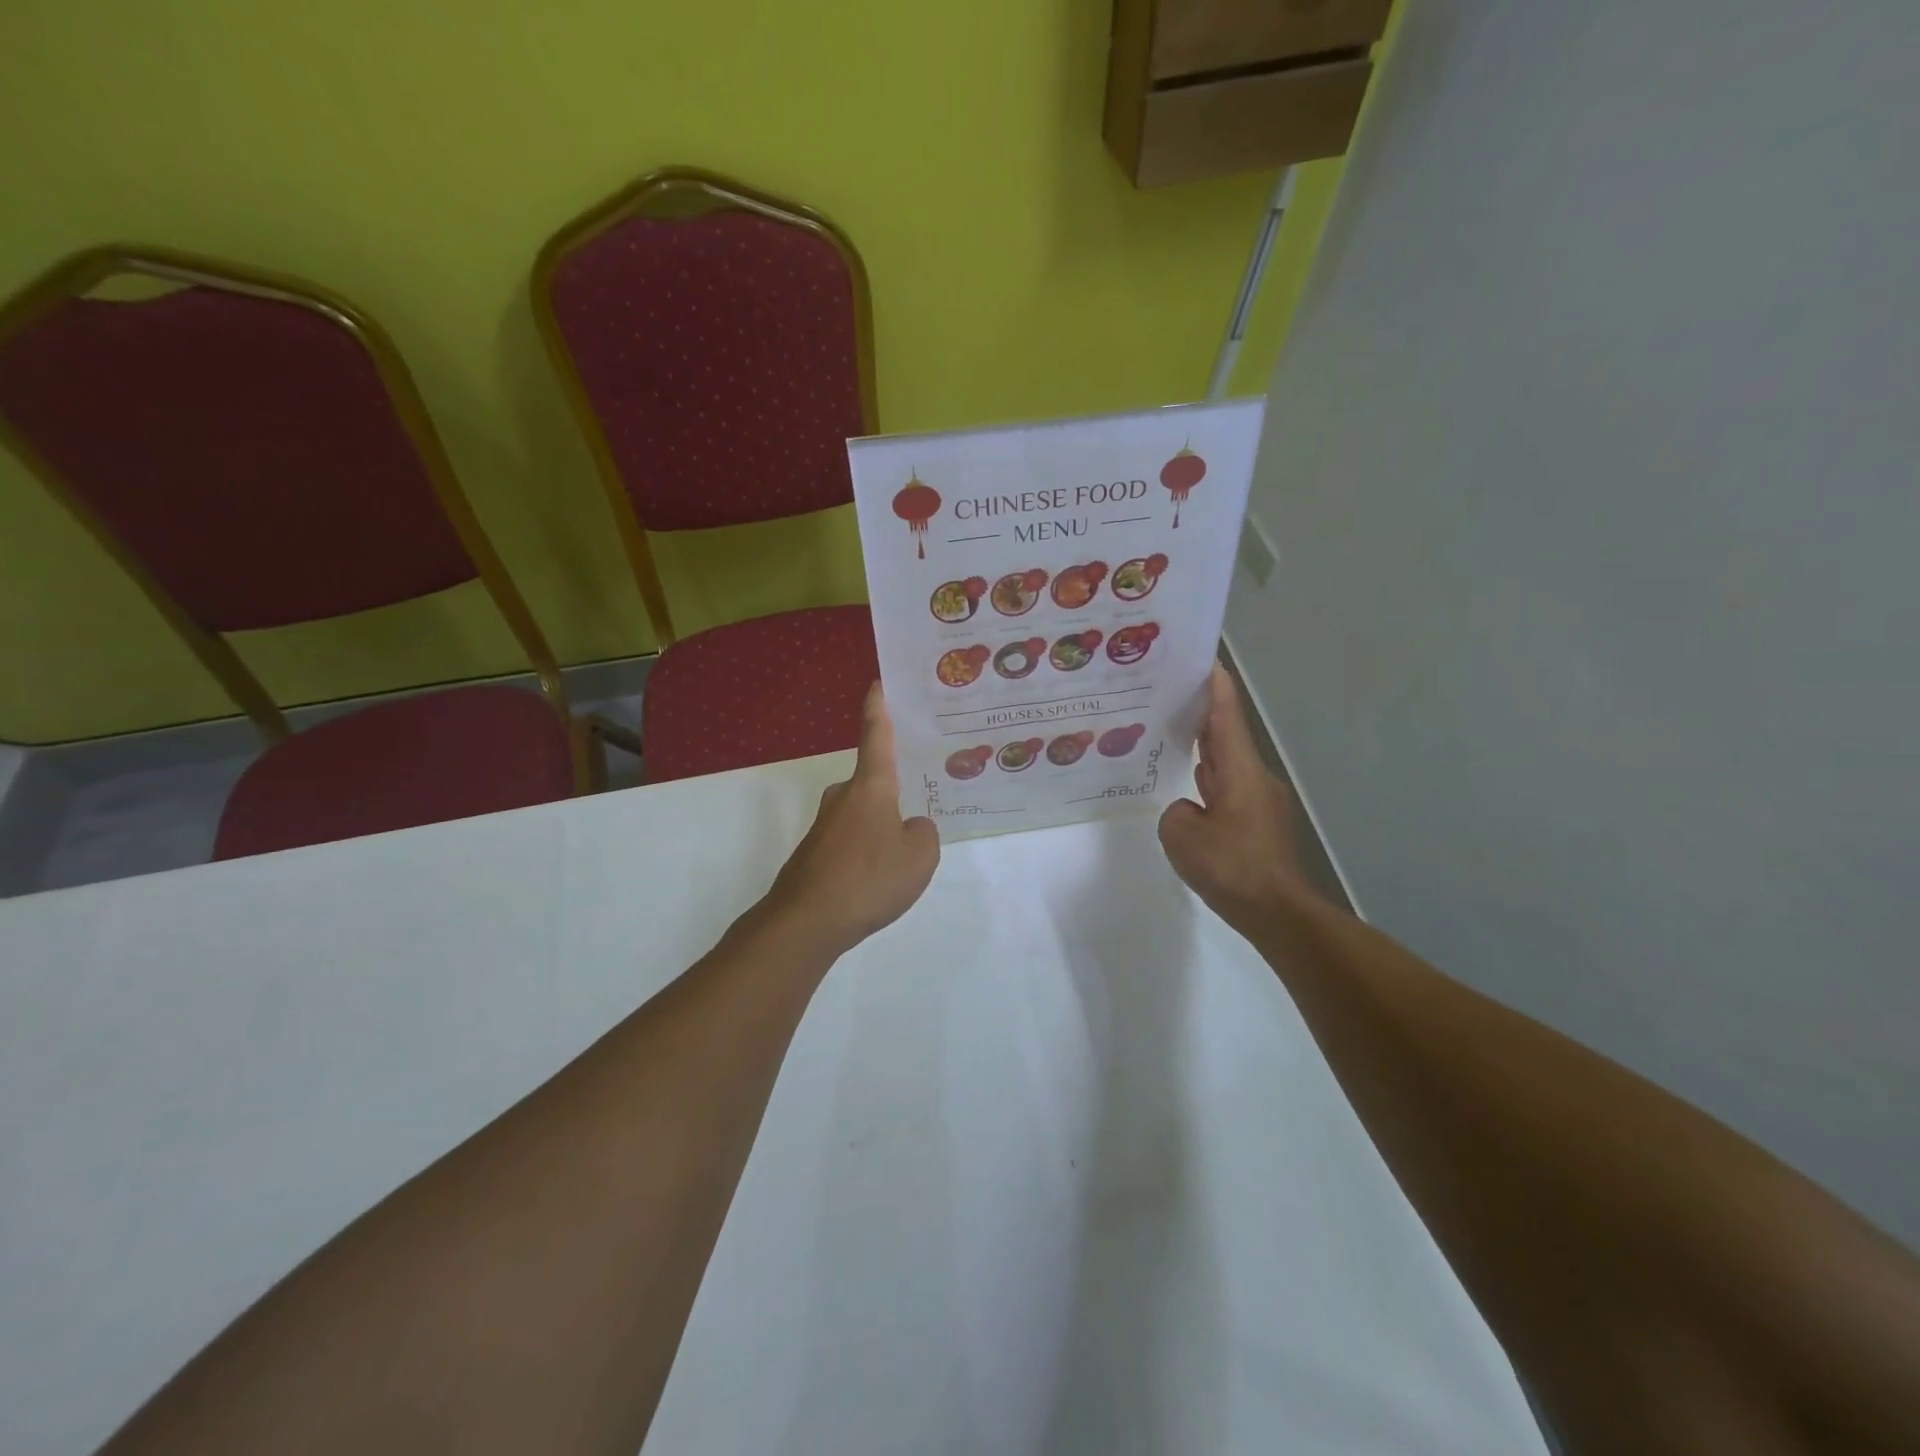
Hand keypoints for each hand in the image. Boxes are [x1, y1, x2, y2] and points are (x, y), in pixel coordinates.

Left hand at [759, 684, 940, 956]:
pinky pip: (852, 842)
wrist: (806, 922)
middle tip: (922, 799)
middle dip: (895, 791)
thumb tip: (910, 828)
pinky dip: (867, 854)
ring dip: (882, 829)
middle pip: (874, 782)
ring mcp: (824, 826)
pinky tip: (878, 880)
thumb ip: (924, 834)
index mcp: (871, 786)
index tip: (876, 684)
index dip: (878, 709)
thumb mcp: (920, 856)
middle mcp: (843, 797)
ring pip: (864, 816)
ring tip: (905, 855)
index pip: (876, 736)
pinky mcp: (814, 853)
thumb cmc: (869, 878)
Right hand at [1159, 665, 1314, 931]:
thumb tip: (1188, 811)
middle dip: (1203, 712)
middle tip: (1171, 693)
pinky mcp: (1257, 824)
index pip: (1226, 717)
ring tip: (1171, 734)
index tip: (1203, 659)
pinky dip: (1209, 779)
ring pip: (1227, 763)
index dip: (1215, 686)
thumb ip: (1175, 812)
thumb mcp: (1182, 835)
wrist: (1276, 912)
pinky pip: (1227, 789)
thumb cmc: (1230, 866)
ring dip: (1204, 747)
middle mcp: (1253, 778)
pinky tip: (1188, 787)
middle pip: (1226, 735)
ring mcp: (1258, 802)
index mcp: (1239, 771)